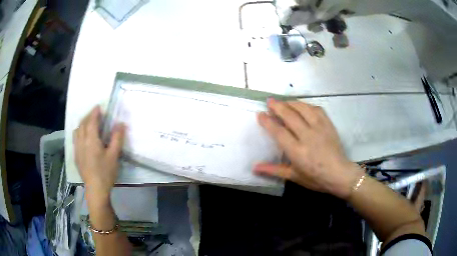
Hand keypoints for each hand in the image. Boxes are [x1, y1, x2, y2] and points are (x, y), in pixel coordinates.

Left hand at [73, 106, 125, 202]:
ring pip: (77, 131)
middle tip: (95, 113)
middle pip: (83, 124)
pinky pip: (75, 139)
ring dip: (82, 123)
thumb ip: (117, 138)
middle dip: (88, 116)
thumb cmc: (105, 172)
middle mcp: (82, 141)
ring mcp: (77, 149)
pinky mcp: (76, 156)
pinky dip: (79, 132)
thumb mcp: (114, 156)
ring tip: (88, 123)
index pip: (92, 121)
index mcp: (91, 140)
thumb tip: (120, 123)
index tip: (98, 106)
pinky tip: (83, 137)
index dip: (95, 112)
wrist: (95, 189)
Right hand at [254, 99, 363, 198]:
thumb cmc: (315, 178)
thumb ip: (273, 170)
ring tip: (284, 101)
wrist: (339, 174)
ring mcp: (320, 128)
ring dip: (291, 103)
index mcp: (297, 151)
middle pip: (290, 115)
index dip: (268, 122)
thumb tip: (254, 168)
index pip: (279, 132)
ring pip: (303, 109)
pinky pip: (317, 109)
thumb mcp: (294, 176)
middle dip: (278, 106)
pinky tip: (302, 106)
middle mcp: (308, 136)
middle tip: (269, 101)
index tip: (260, 114)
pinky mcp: (328, 125)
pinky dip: (307, 105)